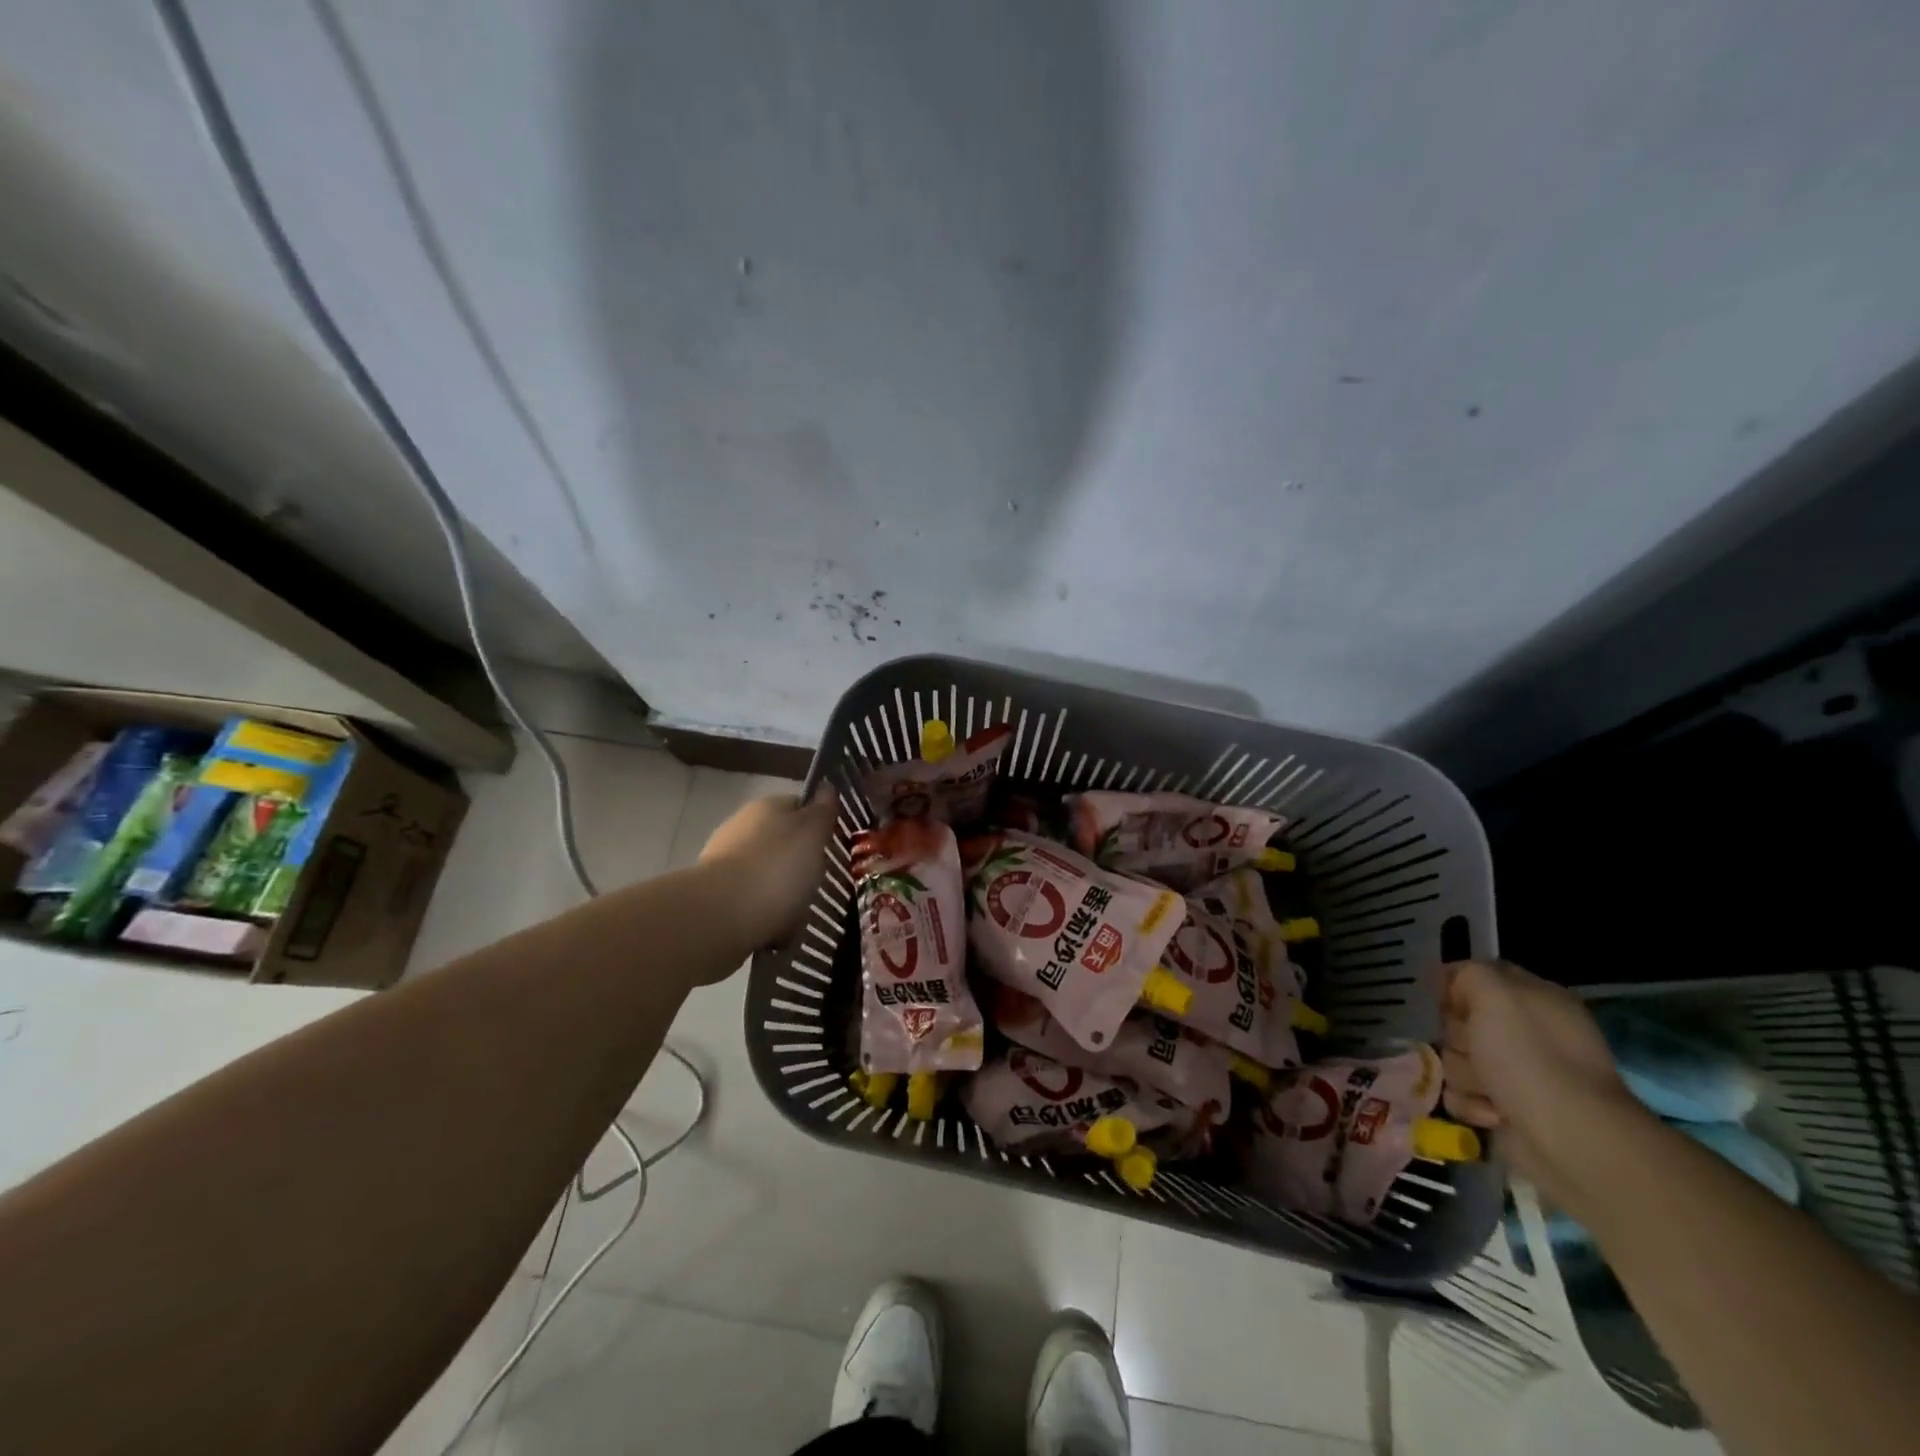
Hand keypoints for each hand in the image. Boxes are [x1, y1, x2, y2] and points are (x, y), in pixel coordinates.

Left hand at [699, 787, 838, 950]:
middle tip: (817, 886)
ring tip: (797, 919)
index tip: (832, 846)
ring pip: (768, 878)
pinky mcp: (715, 899)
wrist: (721, 916)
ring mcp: (725, 864)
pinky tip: (776, 934)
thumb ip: (822, 812)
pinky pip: (753, 907)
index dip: (817, 824)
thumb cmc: (776, 868)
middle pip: (783, 845)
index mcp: (766, 807)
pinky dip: (766, 920)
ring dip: (784, 897)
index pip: (798, 806)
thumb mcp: (812, 833)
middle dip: (800, 866)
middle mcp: (741, 829)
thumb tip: (826, 788)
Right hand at [1440, 958, 1646, 1203]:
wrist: (1571, 1140)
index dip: (1452, 986)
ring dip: (1464, 1074)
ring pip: (1455, 1058)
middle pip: (1458, 1020)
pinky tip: (1494, 1113)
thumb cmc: (1531, 1057)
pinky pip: (1461, 1094)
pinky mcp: (1505, 1108)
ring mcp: (1516, 1074)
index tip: (1443, 1002)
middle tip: (1474, 1049)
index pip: (1475, 977)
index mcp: (1533, 999)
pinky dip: (1472, 1104)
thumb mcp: (1495, 993)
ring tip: (1490, 1090)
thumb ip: (1468, 974)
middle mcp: (1526, 1033)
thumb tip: (1453, 988)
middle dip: (1456, 1036)